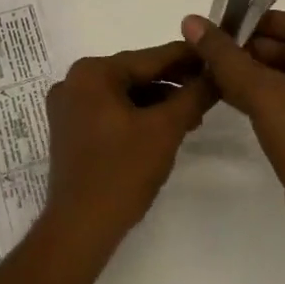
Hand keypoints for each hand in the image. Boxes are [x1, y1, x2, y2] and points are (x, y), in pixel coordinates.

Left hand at [40, 43, 214, 261]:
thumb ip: (192, 96)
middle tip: (210, 91)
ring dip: (158, 103)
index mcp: (92, 72)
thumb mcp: (165, 130)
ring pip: (124, 95)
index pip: (149, 58)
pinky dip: (137, 117)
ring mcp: (69, 107)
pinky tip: (164, 129)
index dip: (186, 58)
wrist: (79, 228)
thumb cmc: (122, 172)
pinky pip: (111, 112)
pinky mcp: (70, 131)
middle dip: (173, 85)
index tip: (215, 54)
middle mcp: (74, 81)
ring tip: (193, 116)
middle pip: (135, 75)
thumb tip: (216, 71)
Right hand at [181, 11, 284, 263]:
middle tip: (212, 51)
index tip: (224, 25)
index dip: (259, 21)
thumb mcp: (260, 91)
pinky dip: (264, 97)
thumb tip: (192, 21)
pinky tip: (231, 98)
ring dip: (253, 74)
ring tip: (213, 73)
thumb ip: (224, 55)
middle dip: (251, 49)